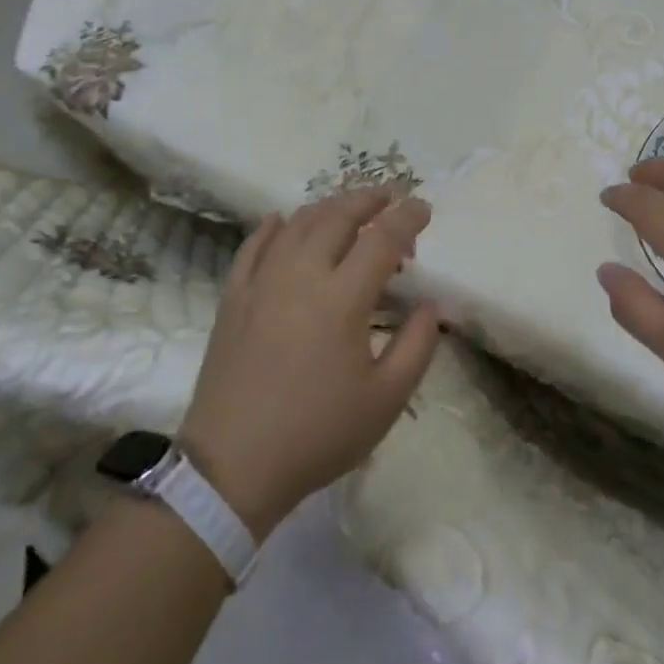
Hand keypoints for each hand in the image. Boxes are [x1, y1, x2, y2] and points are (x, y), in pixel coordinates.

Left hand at [176, 190, 439, 537]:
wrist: (232, 467)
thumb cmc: (317, 434)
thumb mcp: (386, 400)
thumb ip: (417, 346)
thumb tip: (430, 305)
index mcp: (342, 299)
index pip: (382, 238)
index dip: (407, 218)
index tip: (424, 209)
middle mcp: (301, 275)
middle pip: (338, 217)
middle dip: (369, 199)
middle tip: (390, 196)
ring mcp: (262, 282)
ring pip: (298, 223)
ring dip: (329, 207)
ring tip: (349, 208)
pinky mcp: (234, 297)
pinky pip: (254, 245)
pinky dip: (274, 226)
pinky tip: (283, 220)